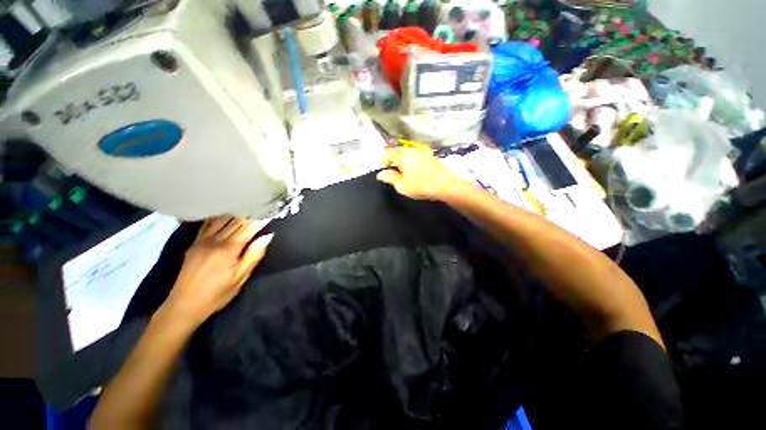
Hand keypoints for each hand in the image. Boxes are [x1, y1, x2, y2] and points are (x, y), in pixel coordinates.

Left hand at [164, 216, 273, 325]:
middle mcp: (214, 240)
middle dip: (251, 213)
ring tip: (248, 205)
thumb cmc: (216, 294)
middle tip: (263, 205)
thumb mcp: (240, 278)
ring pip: (222, 220)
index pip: (248, 228)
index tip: (272, 211)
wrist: (183, 305)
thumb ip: (254, 255)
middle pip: (236, 222)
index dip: (261, 219)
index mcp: (228, 249)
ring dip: (237, 212)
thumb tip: (267, 236)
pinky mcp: (195, 243)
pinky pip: (208, 224)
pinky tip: (226, 213)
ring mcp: (202, 240)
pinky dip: (220, 217)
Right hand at [376, 147, 466, 200]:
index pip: (387, 153)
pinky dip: (413, 163)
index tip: (385, 172)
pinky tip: (417, 174)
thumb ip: (390, 178)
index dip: (383, 162)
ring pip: (408, 155)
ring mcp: (422, 152)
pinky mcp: (431, 156)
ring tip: (406, 176)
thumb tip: (381, 174)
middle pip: (398, 152)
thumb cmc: (420, 186)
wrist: (445, 185)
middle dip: (393, 162)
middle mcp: (411, 150)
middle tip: (394, 175)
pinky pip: (417, 157)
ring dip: (404, 163)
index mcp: (402, 155)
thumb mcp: (401, 186)